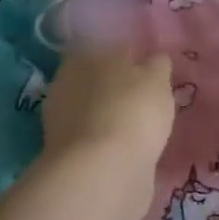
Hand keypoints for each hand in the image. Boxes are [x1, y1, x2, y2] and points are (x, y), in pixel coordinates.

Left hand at [36, 44, 175, 219]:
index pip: (108, 47)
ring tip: (142, 124)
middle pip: (98, 79)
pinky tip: (130, 145)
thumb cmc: (132, 111)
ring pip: (95, 109)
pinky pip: (95, 137)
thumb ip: (156, 65)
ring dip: (113, 114)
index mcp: (85, 56)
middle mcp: (66, 84)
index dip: (130, 56)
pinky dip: (110, 139)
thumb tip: (154, 59)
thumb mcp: (156, 79)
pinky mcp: (68, 154)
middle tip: (148, 96)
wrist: (103, 171)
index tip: (150, 67)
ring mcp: (62, 121)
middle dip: (119, 86)